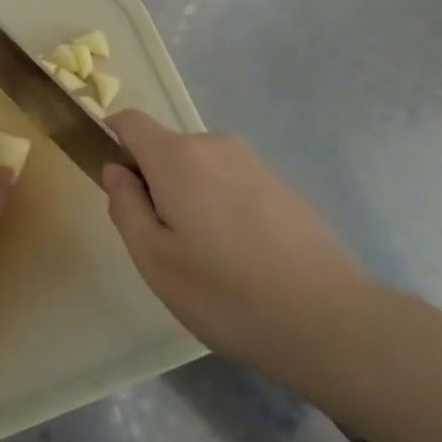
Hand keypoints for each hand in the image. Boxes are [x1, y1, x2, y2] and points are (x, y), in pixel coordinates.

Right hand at [102, 111, 375, 391]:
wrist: (329, 321)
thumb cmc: (225, 293)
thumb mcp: (154, 259)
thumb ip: (125, 206)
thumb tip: (116, 170)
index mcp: (177, 156)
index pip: (130, 121)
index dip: (112, 140)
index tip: (116, 185)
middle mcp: (215, 145)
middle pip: (166, 148)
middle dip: (154, 181)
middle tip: (163, 243)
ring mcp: (253, 163)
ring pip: (200, 168)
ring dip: (189, 197)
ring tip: (206, 258)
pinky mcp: (282, 185)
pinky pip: (232, 183)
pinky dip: (222, 207)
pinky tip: (241, 259)